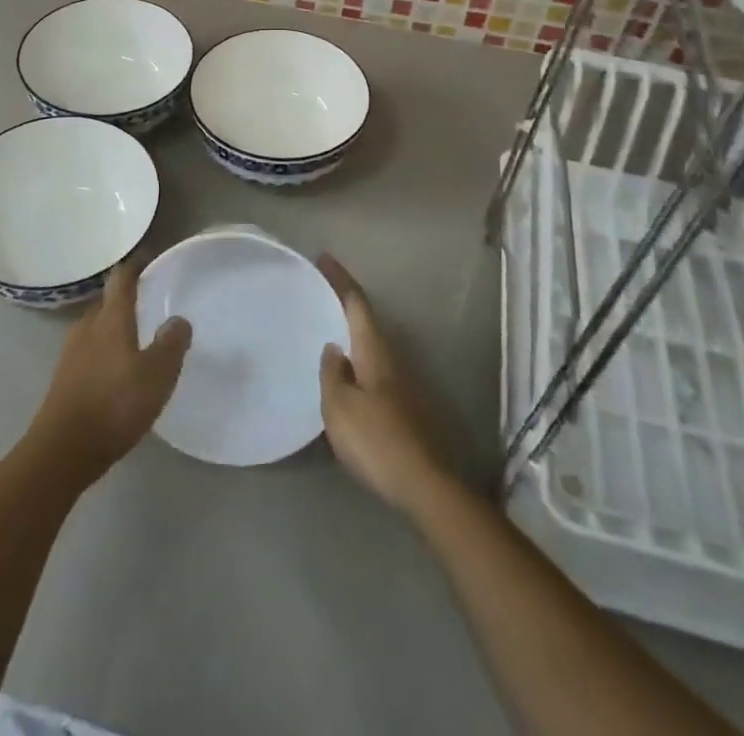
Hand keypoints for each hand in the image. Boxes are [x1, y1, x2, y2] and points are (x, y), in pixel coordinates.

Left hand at [28, 262, 190, 484]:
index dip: (135, 267)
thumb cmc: (114, 404)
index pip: (121, 280)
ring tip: (135, 337)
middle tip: (148, 303)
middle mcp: (87, 328)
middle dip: (124, 300)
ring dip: (113, 327)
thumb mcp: (157, 375)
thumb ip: (171, 344)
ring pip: (95, 329)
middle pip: (106, 303)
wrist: (61, 451)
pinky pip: (88, 352)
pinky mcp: (63, 379)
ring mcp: (70, 354)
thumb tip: (178, 320)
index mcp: (110, 319)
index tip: (148, 260)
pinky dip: (103, 352)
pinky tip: (116, 371)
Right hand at [319, 255, 451, 515]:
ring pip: (371, 345)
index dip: (340, 279)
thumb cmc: (376, 440)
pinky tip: (344, 373)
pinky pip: (373, 368)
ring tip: (326, 328)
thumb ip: (332, 373)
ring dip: (351, 331)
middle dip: (344, 302)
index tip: (324, 258)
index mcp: (374, 350)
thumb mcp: (340, 406)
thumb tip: (333, 348)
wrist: (424, 485)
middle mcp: (391, 358)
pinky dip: (356, 357)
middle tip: (319, 291)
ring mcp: (401, 383)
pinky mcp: (403, 406)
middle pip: (366, 320)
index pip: (356, 303)